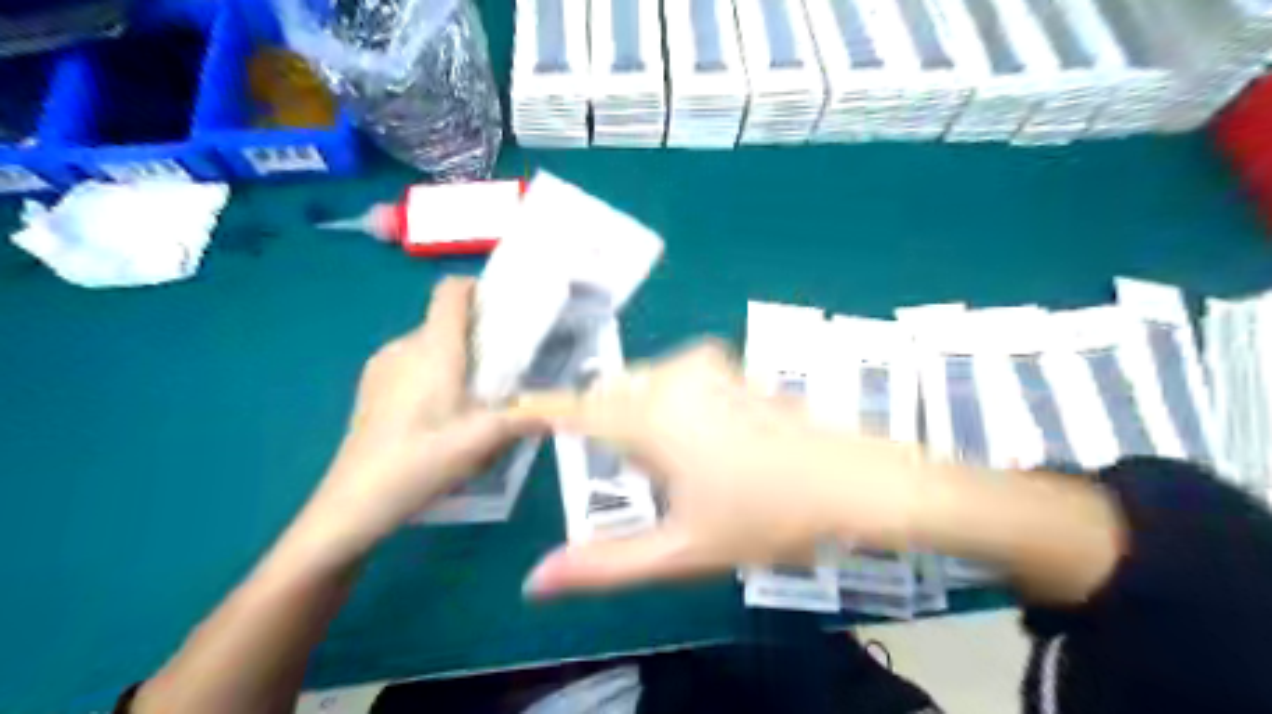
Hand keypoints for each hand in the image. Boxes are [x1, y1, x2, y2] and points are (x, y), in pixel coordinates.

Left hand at [297, 275, 535, 557]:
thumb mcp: (484, 440)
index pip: (451, 291)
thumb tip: (563, 410)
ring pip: (429, 345)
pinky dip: (434, 374)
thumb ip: (527, 418)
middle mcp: (405, 346)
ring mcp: (383, 366)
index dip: (478, 289)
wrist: (355, 501)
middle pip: (446, 321)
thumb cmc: (423, 460)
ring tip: (477, 395)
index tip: (505, 310)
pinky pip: (411, 364)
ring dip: (456, 358)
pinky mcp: (372, 387)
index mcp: (433, 348)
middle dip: (478, 335)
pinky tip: (442, 414)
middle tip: (506, 367)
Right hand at [515, 343, 926, 598]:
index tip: (514, 415)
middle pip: (609, 397)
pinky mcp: (731, 366)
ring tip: (678, 465)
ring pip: (641, 384)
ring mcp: (705, 365)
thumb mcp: (683, 549)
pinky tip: (705, 439)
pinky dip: (667, 403)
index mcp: (651, 416)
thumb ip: (606, 565)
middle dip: (605, 430)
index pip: (574, 409)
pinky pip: (674, 378)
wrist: (856, 480)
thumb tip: (535, 581)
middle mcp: (670, 377)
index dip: (540, 411)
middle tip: (637, 478)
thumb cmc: (768, 515)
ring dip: (639, 418)